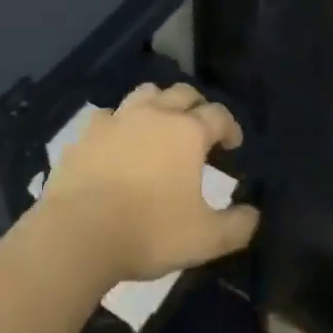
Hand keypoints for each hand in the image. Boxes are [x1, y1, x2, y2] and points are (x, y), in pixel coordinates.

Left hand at [38, 83, 259, 283]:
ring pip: (145, 93)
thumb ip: (236, 226)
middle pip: (182, 93)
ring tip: (160, 124)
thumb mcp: (204, 239)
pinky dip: (118, 123)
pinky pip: (108, 116)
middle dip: (196, 105)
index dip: (230, 126)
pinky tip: (118, 140)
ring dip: (158, 103)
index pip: (218, 115)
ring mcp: (118, 119)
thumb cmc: (148, 231)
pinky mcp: (87, 133)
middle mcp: (155, 114)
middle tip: (200, 127)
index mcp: (187, 132)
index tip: (233, 144)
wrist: (78, 233)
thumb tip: (254, 215)